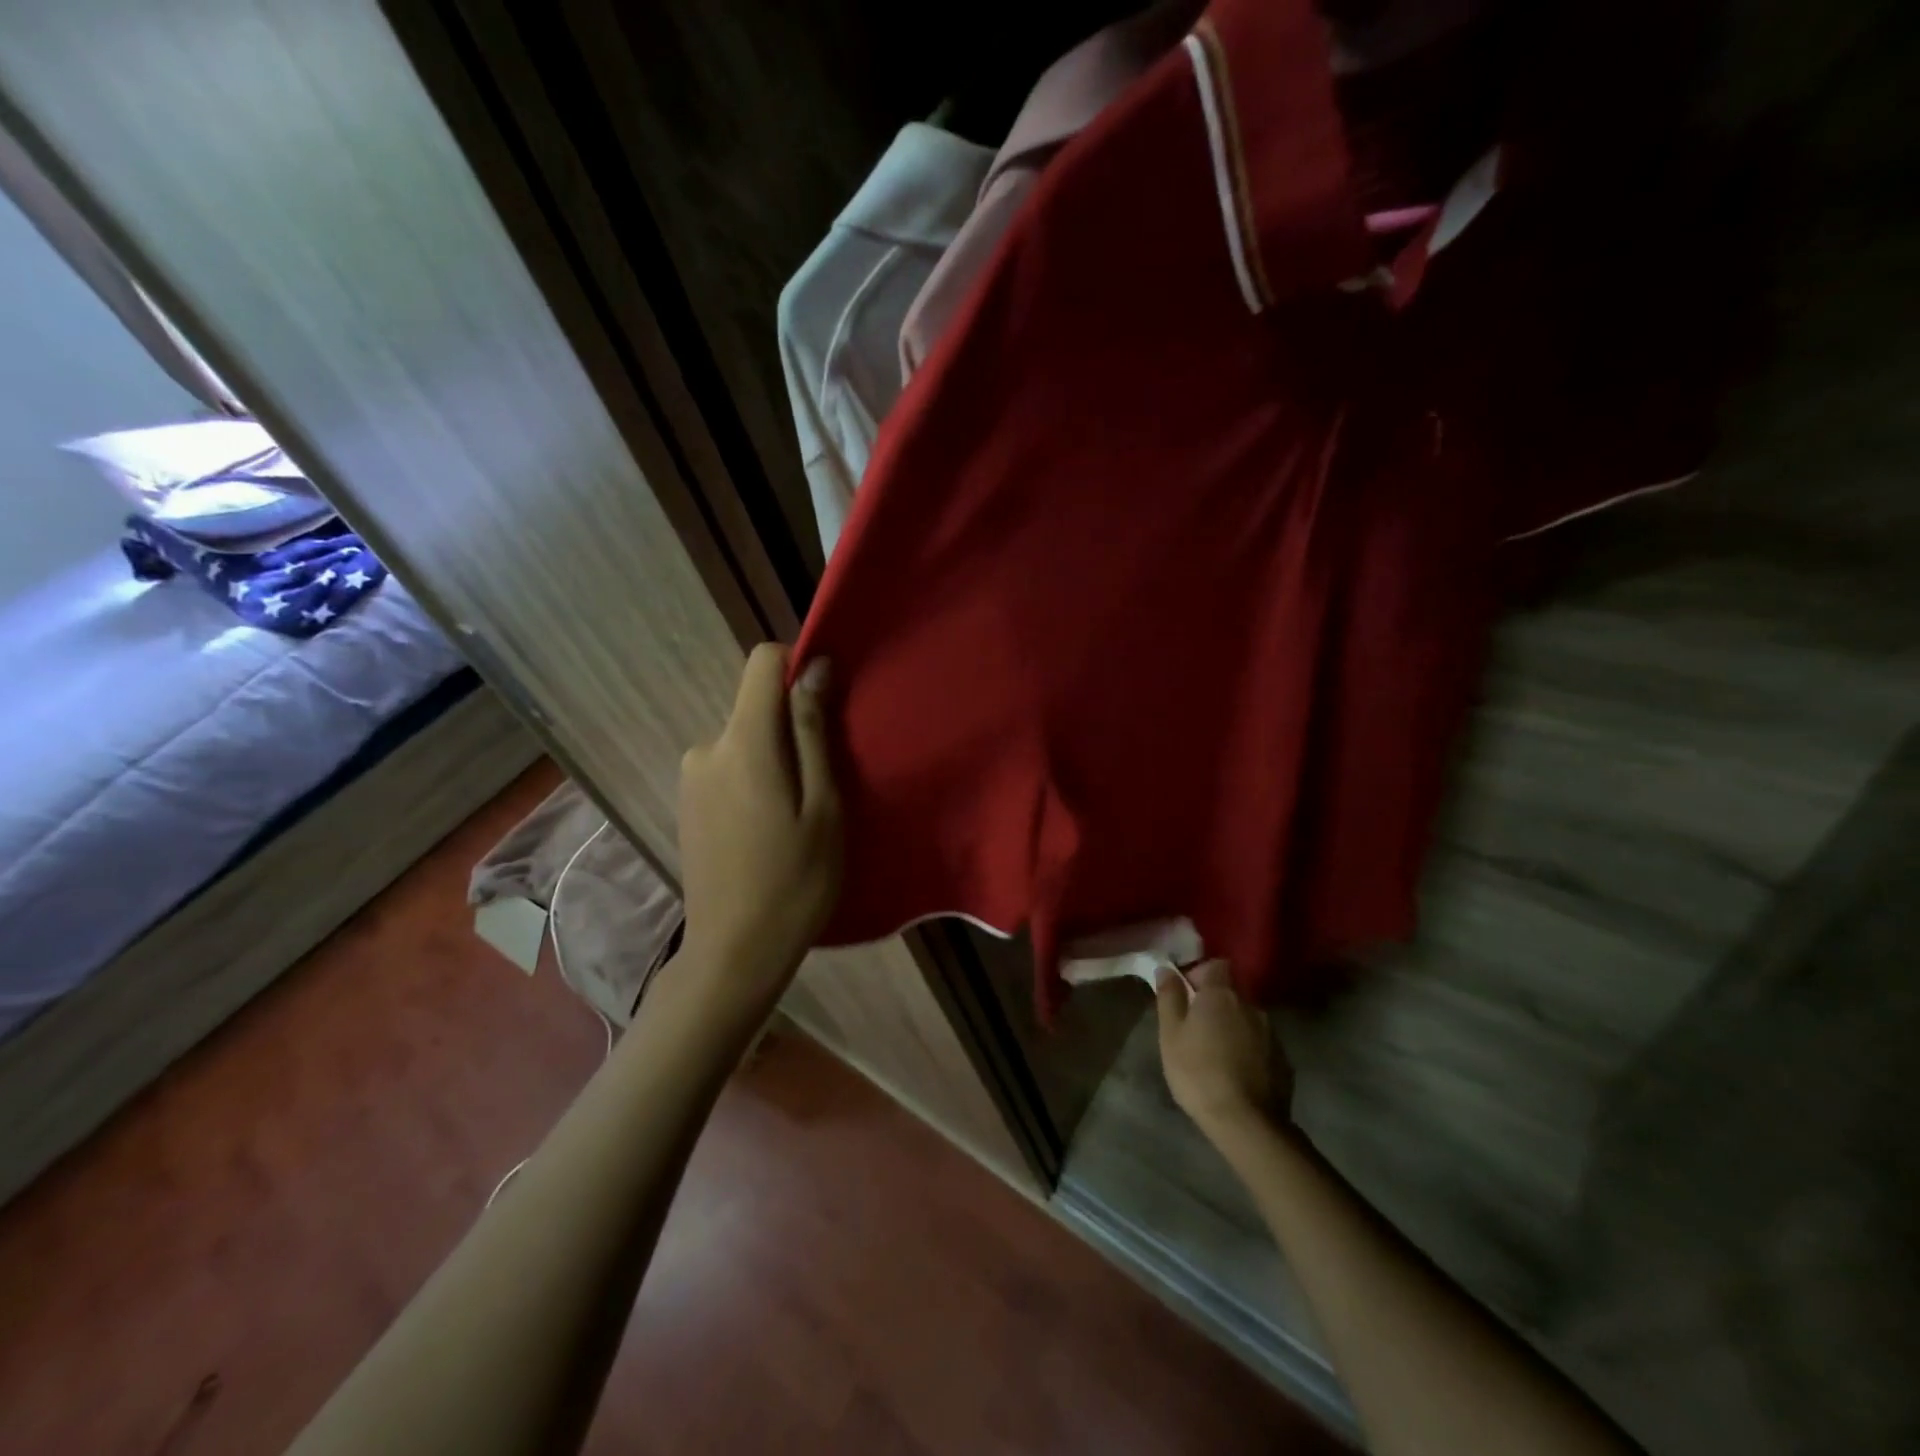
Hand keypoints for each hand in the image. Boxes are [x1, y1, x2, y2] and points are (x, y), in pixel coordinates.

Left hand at [676, 644, 842, 1013]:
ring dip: (774, 757)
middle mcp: (706, 747)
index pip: (762, 662)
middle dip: (793, 726)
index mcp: (743, 742)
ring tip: (798, 813)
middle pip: (756, 706)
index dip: (798, 666)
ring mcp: (690, 776)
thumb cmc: (795, 881)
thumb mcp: (824, 806)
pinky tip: (768, 827)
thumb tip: (815, 669)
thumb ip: (814, 732)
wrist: (734, 952)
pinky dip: (754, 777)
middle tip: (823, 782)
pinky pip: (728, 765)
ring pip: (744, 739)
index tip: (827, 704)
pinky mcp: (686, 801)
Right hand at [1155, 961, 1290, 1137]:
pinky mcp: (1284, 1060)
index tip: (1187, 994)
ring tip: (1217, 1054)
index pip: (1216, 965)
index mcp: (1221, 995)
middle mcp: (1251, 1006)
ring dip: (1233, 1026)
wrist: (1247, 1122)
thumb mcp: (1170, 1034)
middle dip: (1215, 1003)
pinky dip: (1249, 1049)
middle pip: (1232, 992)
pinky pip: (1261, 1043)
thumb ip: (1169, 997)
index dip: (1201, 974)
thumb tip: (1167, 969)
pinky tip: (1237, 1072)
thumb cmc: (1198, 1072)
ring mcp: (1272, 1033)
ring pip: (1247, 1018)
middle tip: (1197, 1029)